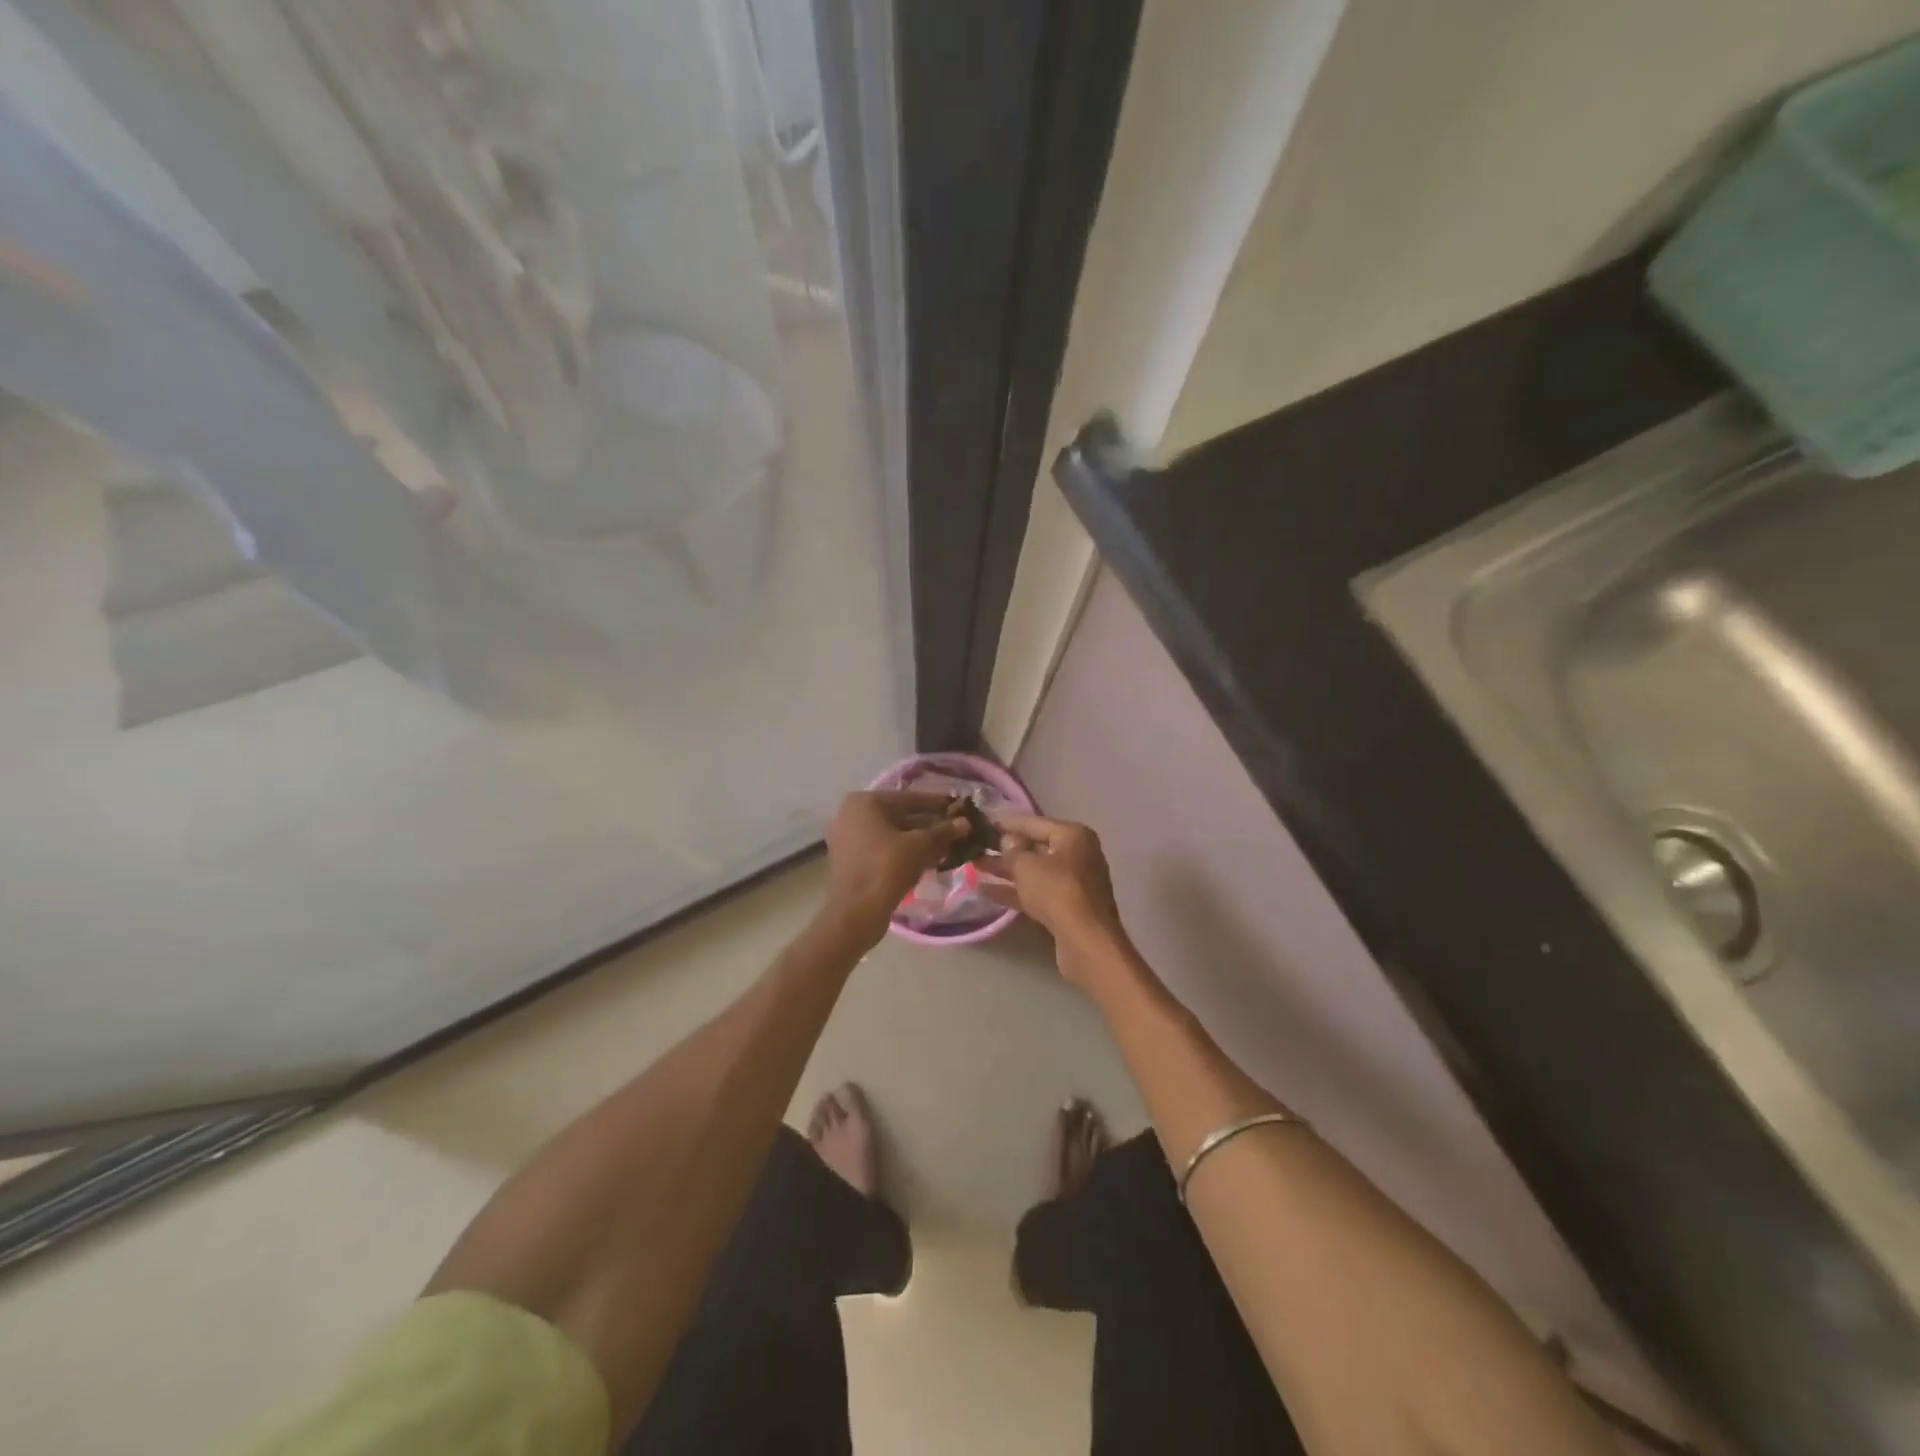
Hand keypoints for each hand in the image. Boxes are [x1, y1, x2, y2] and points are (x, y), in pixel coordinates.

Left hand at [822, 791, 967, 945]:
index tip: (958, 807)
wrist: (856, 912)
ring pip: (892, 835)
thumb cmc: (887, 868)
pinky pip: (883, 850)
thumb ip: (943, 831)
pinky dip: (904, 853)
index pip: (909, 799)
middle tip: (956, 829)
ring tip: (948, 846)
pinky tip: (929, 861)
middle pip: (900, 817)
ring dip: (919, 841)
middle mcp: (851, 815)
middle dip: (929, 825)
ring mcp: (848, 839)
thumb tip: (965, 823)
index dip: (936, 804)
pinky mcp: (851, 861)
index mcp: (864, 802)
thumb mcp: (920, 846)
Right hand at [983, 813, 1130, 985]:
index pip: (1034, 822)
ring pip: (1033, 872)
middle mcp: (1076, 854)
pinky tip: (984, 890)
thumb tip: (1006, 842)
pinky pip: (1035, 892)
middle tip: (976, 846)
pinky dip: (1013, 891)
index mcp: (1073, 835)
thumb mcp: (1027, 866)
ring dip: (1005, 870)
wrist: (1086, 941)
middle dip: (1004, 848)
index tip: (983, 822)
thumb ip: (1011, 852)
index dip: (1007, 822)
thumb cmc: (1057, 891)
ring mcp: (1072, 883)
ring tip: (973, 866)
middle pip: (1035, 847)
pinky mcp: (1066, 907)